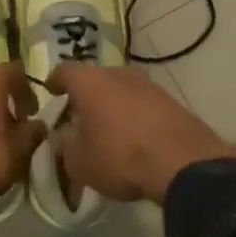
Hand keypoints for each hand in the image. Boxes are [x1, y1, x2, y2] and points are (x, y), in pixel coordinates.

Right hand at [47, 65, 235, 203]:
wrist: (184, 164)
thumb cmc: (119, 156)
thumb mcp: (78, 161)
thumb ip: (65, 145)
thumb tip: (65, 136)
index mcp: (89, 81)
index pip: (64, 71)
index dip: (55, 82)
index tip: (51, 91)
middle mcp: (118, 74)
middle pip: (95, 79)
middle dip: (87, 96)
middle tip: (80, 116)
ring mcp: (149, 86)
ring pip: (122, 91)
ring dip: (113, 106)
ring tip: (109, 130)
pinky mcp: (172, 102)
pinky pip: (144, 106)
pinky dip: (136, 117)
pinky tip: (135, 139)